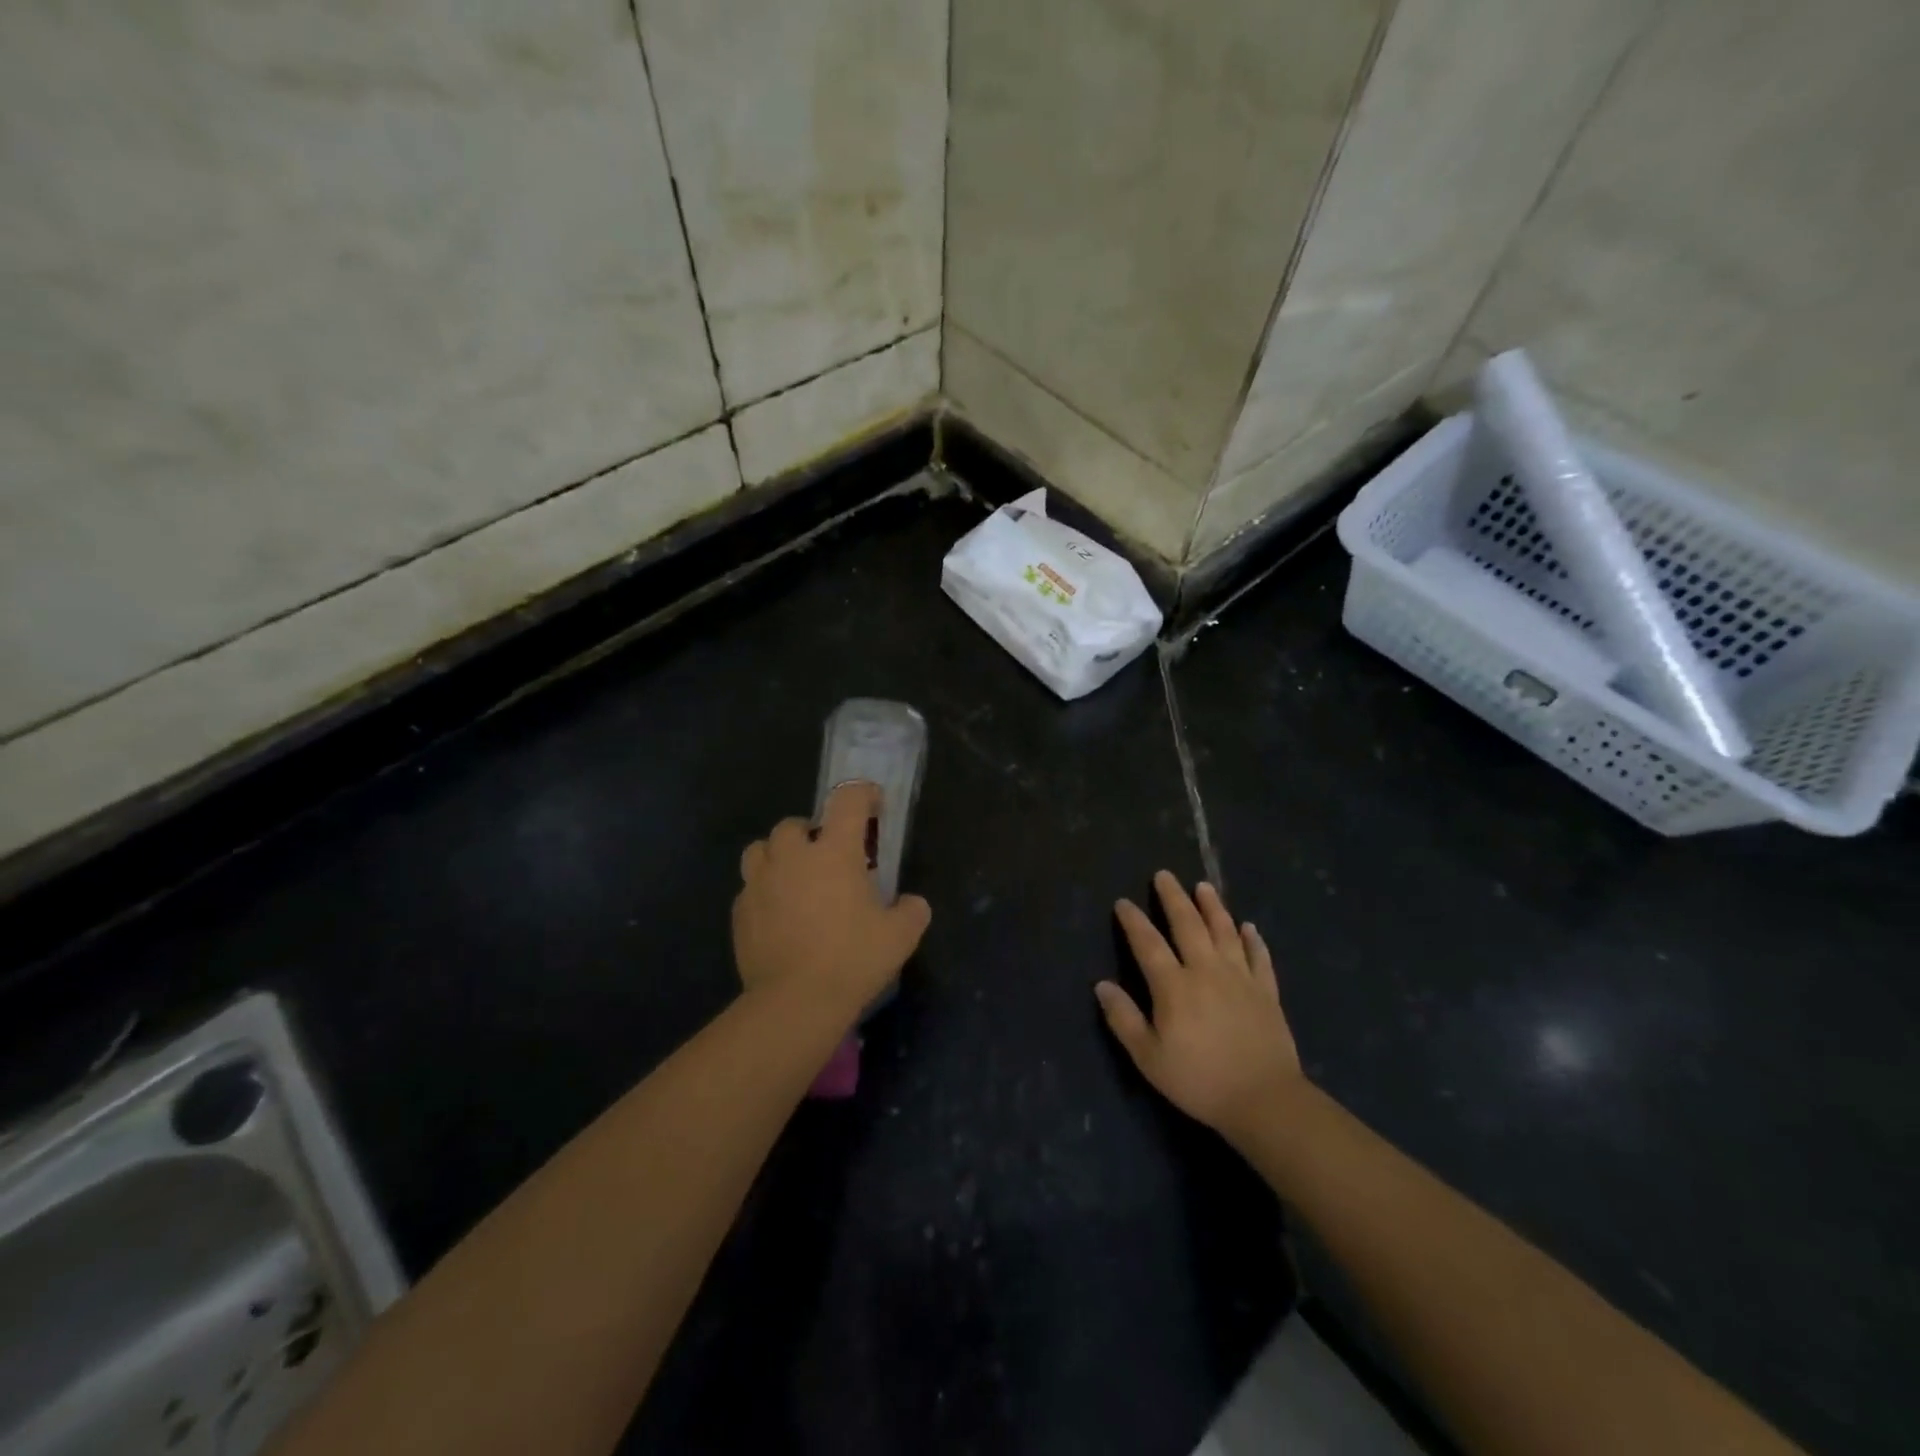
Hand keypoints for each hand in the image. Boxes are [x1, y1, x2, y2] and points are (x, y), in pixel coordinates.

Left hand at [732, 780, 932, 1016]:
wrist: (794, 1002)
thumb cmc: (852, 960)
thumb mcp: (900, 936)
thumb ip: (911, 911)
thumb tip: (912, 904)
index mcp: (834, 852)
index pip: (848, 800)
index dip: (864, 794)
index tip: (874, 805)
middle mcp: (792, 857)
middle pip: (794, 824)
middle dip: (811, 833)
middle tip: (828, 858)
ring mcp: (760, 883)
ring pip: (761, 850)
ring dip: (778, 856)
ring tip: (794, 881)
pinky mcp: (740, 912)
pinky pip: (750, 889)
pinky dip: (765, 894)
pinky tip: (779, 918)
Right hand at [1097, 871, 1302, 1144]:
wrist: (1264, 1100)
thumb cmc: (1199, 1080)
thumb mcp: (1149, 1058)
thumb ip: (1124, 1019)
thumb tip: (1101, 985)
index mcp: (1174, 986)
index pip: (1148, 944)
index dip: (1134, 921)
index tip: (1123, 902)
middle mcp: (1206, 971)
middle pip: (1188, 925)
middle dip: (1173, 898)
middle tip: (1164, 875)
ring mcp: (1240, 978)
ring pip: (1225, 932)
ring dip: (1213, 907)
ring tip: (1204, 886)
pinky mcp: (1266, 992)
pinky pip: (1259, 957)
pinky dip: (1254, 940)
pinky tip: (1249, 927)